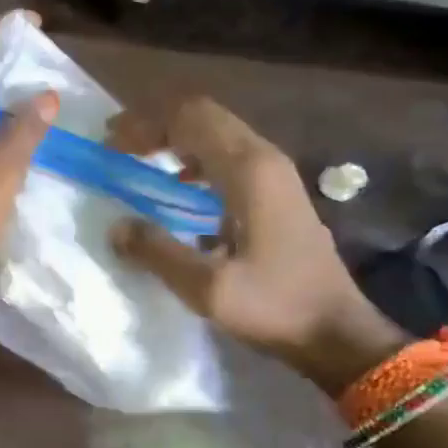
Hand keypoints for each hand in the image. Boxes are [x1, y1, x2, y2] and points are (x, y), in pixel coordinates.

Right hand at [106, 97, 402, 391]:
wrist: (337, 331)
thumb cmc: (275, 306)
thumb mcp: (207, 288)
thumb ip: (157, 252)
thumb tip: (116, 227)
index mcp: (248, 170)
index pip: (190, 118)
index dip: (145, 123)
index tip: (110, 143)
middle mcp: (264, 158)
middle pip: (204, 115)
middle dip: (156, 123)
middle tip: (117, 144)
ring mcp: (276, 172)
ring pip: (217, 132)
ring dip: (176, 137)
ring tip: (140, 157)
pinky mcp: (278, 190)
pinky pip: (229, 154)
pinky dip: (195, 156)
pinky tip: (178, 185)